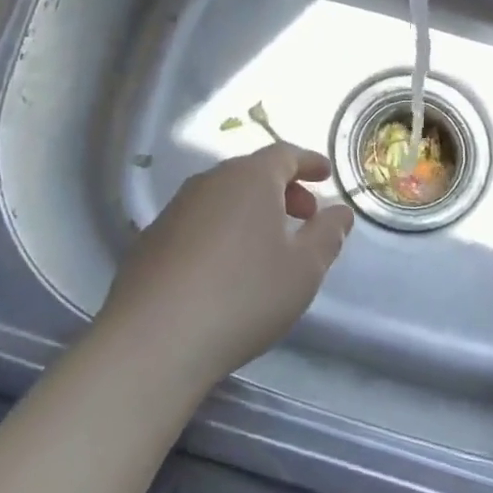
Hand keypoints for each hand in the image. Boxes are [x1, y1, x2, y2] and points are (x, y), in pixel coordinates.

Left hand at [99, 145, 354, 386]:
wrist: (155, 338)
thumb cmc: (244, 295)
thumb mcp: (303, 270)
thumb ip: (327, 235)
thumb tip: (340, 212)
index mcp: (249, 178)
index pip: (284, 154)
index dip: (308, 163)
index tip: (325, 175)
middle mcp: (210, 181)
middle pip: (252, 173)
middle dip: (282, 189)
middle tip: (304, 217)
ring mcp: (175, 208)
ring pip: (224, 196)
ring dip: (251, 210)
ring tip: (268, 245)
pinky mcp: (152, 238)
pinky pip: (199, 220)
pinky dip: (222, 229)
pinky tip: (226, 267)